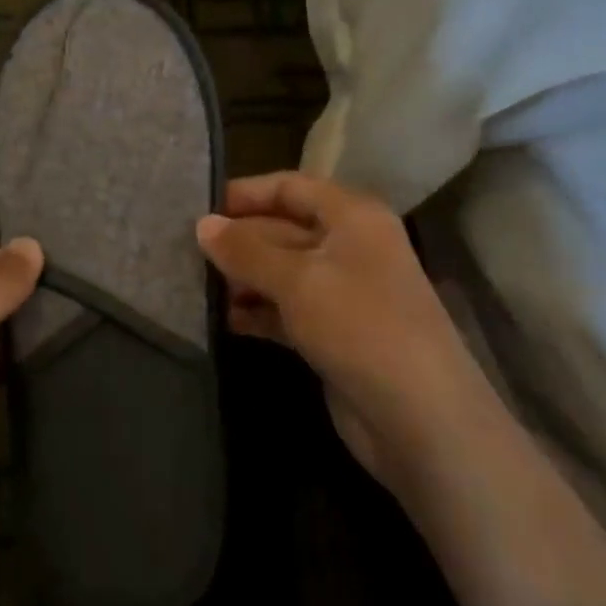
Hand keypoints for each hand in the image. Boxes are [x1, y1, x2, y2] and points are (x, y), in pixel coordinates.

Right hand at [196, 173, 464, 483]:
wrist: (419, 418)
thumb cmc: (360, 326)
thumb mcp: (297, 280)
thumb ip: (245, 250)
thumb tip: (202, 224)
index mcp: (353, 217)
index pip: (291, 187)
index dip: (246, 193)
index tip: (199, 208)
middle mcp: (350, 247)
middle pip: (283, 229)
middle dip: (239, 239)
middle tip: (186, 250)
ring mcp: (343, 293)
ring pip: (282, 272)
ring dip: (243, 278)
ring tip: (196, 284)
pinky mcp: (334, 334)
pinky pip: (286, 311)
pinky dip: (257, 312)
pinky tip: (223, 320)